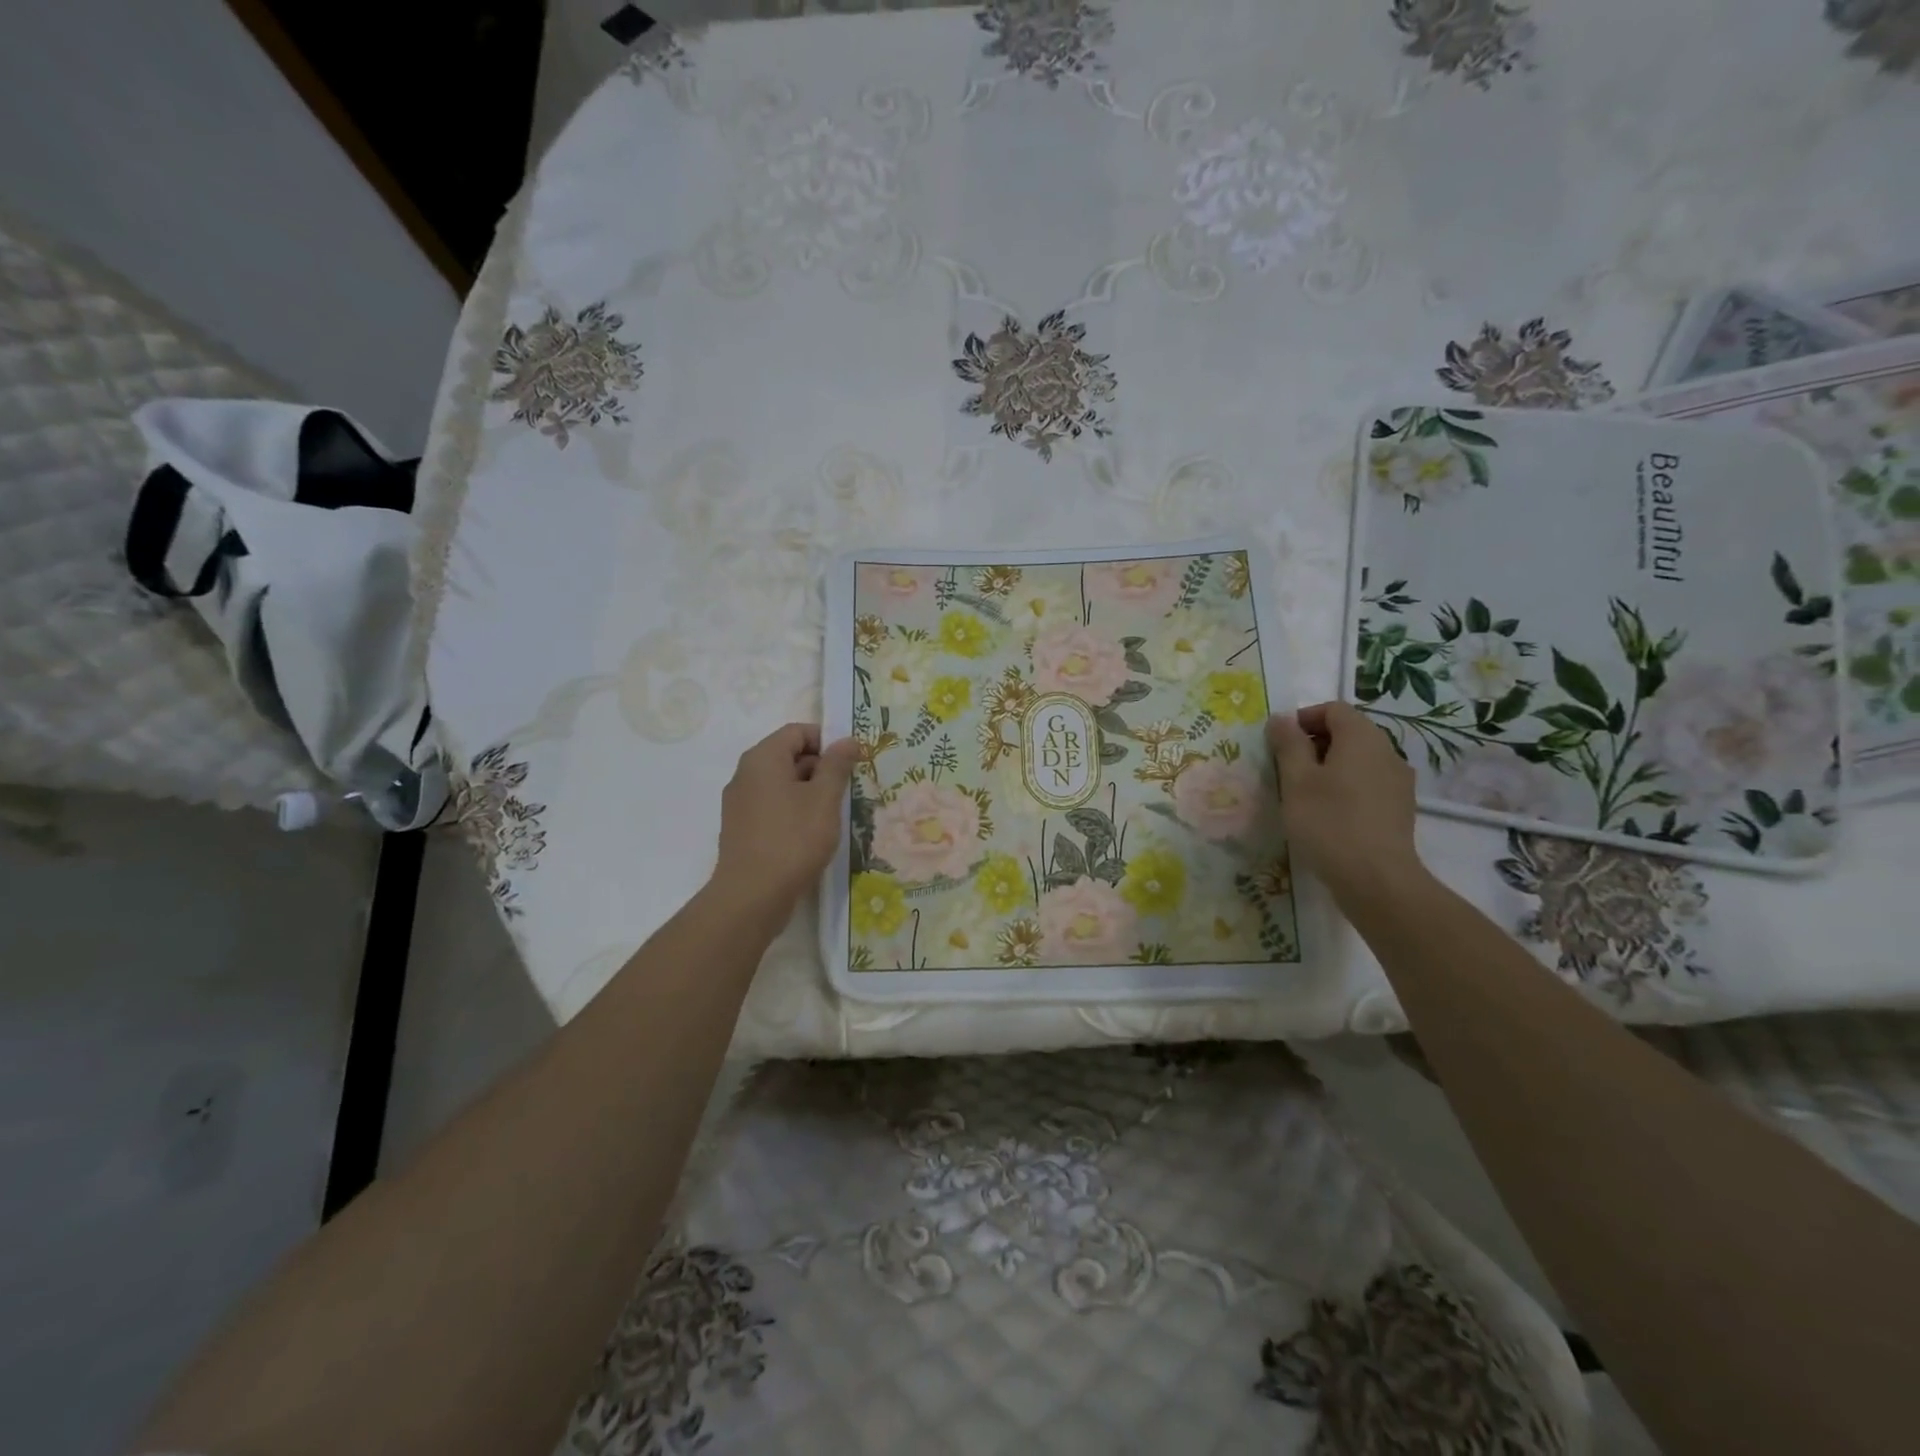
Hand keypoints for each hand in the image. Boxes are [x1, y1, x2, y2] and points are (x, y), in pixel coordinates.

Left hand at [713, 723, 859, 923]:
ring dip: (809, 793)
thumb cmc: (793, 840)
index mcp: (763, 759)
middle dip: (821, 768)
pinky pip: (772, 807)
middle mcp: (746, 775)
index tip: (851, 762)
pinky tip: (812, 834)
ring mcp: (740, 803)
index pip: (797, 732)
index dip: (827, 741)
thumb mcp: (824, 799)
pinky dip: (794, 812)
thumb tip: (848, 740)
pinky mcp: (741, 829)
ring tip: (834, 815)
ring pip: (781, 784)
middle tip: (848, 790)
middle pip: (788, 756)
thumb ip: (837, 765)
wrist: (752, 896)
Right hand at [1267, 701, 1425, 909]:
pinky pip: (1369, 782)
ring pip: (1359, 759)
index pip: (1333, 709)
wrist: (1376, 878)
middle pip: (1349, 731)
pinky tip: (1330, 813)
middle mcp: (1387, 751)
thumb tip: (1282, 718)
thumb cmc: (1328, 822)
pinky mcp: (1400, 807)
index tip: (1279, 742)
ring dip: (1331, 766)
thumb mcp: (1296, 781)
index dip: (1303, 718)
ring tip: (1305, 793)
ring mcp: (1399, 781)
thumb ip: (1288, 744)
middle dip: (1315, 742)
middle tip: (1287, 768)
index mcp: (1362, 737)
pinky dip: (1347, 786)